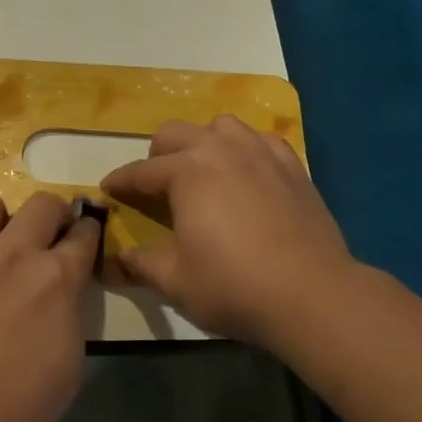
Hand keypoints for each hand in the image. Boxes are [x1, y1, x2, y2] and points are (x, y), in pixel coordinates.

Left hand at [0, 191, 101, 421]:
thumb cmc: (20, 404)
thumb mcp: (70, 357)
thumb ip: (70, 306)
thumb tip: (64, 285)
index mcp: (56, 277)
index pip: (84, 232)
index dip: (88, 232)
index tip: (84, 236)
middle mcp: (14, 251)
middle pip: (43, 203)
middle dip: (53, 216)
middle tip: (47, 238)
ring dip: (1, 219)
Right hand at [101, 116, 358, 346]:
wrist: (313, 296)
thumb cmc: (233, 286)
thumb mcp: (174, 280)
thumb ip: (139, 263)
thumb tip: (115, 260)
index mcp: (186, 171)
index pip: (140, 171)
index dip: (120, 182)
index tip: (108, 190)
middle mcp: (220, 149)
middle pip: (175, 133)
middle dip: (157, 156)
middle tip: (155, 186)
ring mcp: (261, 153)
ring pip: (220, 126)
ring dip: (203, 143)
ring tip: (203, 172)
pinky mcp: (293, 167)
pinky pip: (261, 141)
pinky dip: (245, 150)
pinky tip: (247, 173)